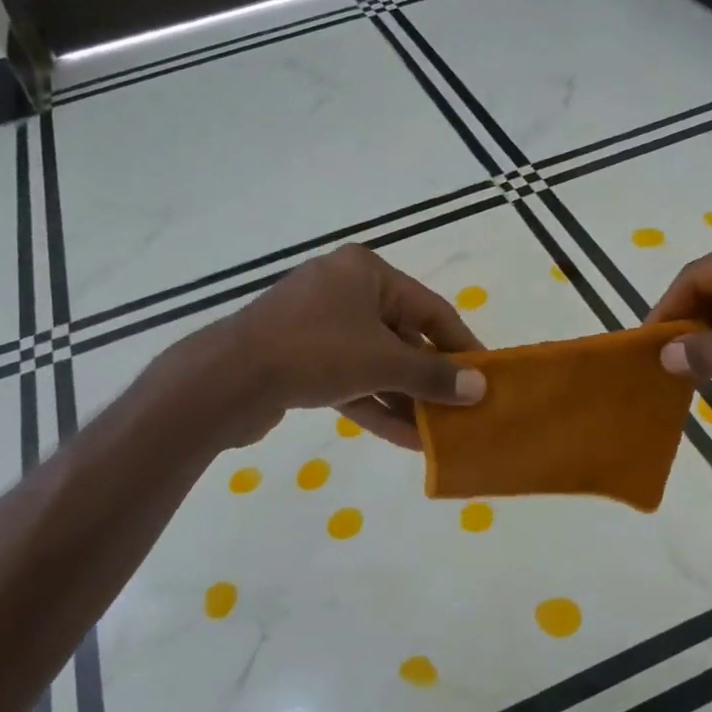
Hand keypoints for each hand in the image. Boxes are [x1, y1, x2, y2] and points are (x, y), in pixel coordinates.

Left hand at [190, 244, 486, 448]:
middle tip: (462, 411)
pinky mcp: (300, 360)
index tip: (485, 376)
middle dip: (430, 379)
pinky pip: (349, 380)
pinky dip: (375, 405)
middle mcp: (342, 291)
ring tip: (439, 434)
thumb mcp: (383, 362)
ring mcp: (318, 326)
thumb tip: (479, 388)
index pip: (430, 309)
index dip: (461, 345)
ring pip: (375, 363)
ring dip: (405, 399)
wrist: (226, 381)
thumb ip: (433, 375)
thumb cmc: (314, 351)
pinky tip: (406, 439)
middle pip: (402, 337)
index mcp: (365, 273)